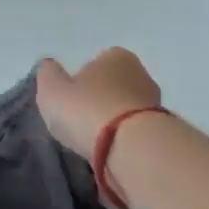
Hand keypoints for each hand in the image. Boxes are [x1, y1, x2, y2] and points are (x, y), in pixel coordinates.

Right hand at [35, 49, 162, 159]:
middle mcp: (140, 73)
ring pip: (126, 110)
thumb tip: (49, 66)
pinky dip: (124, 139)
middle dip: (100, 101)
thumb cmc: (87, 110)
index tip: (70, 103)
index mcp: (115, 56)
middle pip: (114, 86)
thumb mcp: (52, 90)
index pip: (96, 63)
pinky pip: (135, 132)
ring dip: (114, 123)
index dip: (81, 82)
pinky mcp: (161, 130)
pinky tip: (111, 153)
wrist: (131, 147)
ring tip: (94, 143)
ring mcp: (155, 102)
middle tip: (80, 123)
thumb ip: (48, 75)